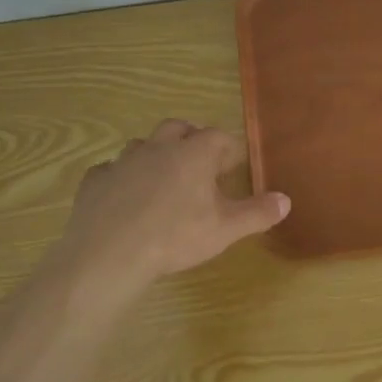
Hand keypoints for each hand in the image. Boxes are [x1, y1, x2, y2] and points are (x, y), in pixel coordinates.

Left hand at [51, 120, 288, 296]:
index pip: (217, 137)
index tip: (233, 165)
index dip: (227, 148)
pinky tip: (124, 197)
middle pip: (177, 128)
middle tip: (198, 163)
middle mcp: (158, 148)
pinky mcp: (95, 180)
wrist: (109, 253)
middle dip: (190, 139)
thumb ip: (257, 213)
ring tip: (162, 179)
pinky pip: (110, 170)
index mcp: (193, 154)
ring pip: (142, 145)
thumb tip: (286, 200)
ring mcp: (123, 161)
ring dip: (154, 155)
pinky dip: (121, 178)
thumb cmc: (175, 237)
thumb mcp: (225, 229)